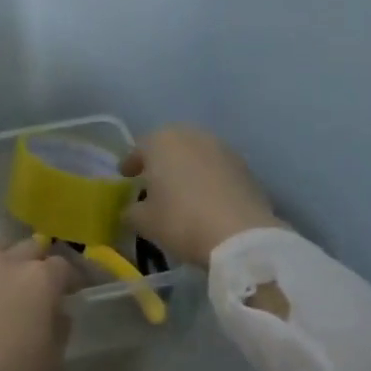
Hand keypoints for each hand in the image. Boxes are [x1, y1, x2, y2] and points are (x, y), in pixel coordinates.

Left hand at [0, 240, 79, 370]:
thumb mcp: (53, 365)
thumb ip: (60, 332)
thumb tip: (57, 315)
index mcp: (40, 278)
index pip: (64, 266)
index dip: (72, 278)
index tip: (75, 292)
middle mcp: (9, 263)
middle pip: (31, 248)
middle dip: (41, 262)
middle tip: (45, 285)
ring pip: (0, 251)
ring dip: (11, 262)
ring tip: (13, 286)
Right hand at [122, 124, 278, 268]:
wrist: (241, 236)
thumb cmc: (181, 220)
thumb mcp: (144, 222)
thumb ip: (131, 211)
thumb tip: (131, 209)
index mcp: (160, 141)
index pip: (138, 149)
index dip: (130, 165)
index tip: (126, 178)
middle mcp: (191, 135)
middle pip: (169, 146)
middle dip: (160, 162)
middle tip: (153, 182)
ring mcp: (221, 147)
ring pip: (195, 154)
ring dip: (186, 168)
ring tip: (182, 190)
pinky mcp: (244, 165)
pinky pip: (217, 168)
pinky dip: (209, 178)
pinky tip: (207, 198)